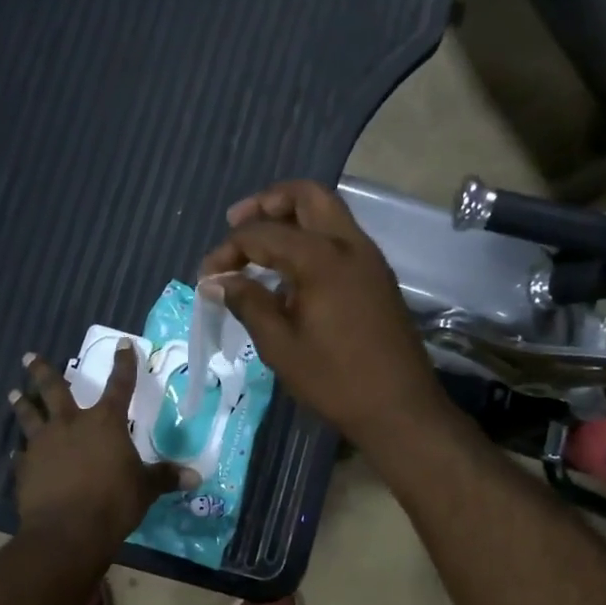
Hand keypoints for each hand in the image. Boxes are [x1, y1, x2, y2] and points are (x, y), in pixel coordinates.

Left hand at [10, 344, 193, 545]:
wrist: (67, 531)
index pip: (119, 385)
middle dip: (42, 371)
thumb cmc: (113, 503)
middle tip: (28, 356)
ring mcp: (43, 444)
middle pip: (54, 389)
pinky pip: (21, 455)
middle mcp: (70, 424)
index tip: (124, 344)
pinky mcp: (25, 468)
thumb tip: (196, 476)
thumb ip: (165, 477)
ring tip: (14, 393)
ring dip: (22, 404)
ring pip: (29, 416)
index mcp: (105, 423)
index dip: (124, 364)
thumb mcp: (145, 489)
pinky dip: (20, 453)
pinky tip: (16, 454)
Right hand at [198, 181, 453, 453]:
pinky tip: (291, 272)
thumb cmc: (334, 380)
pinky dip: (312, 238)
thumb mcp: (280, 346)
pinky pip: (341, 238)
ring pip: (328, 213)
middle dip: (267, 203)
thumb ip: (248, 304)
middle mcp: (349, 245)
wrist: (398, 408)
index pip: (263, 234)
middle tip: (236, 224)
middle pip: (307, 196)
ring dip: (292, 218)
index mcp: (321, 258)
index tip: (207, 277)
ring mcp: (369, 259)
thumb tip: (218, 281)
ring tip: (260, 248)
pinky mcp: (377, 277)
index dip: (228, 250)